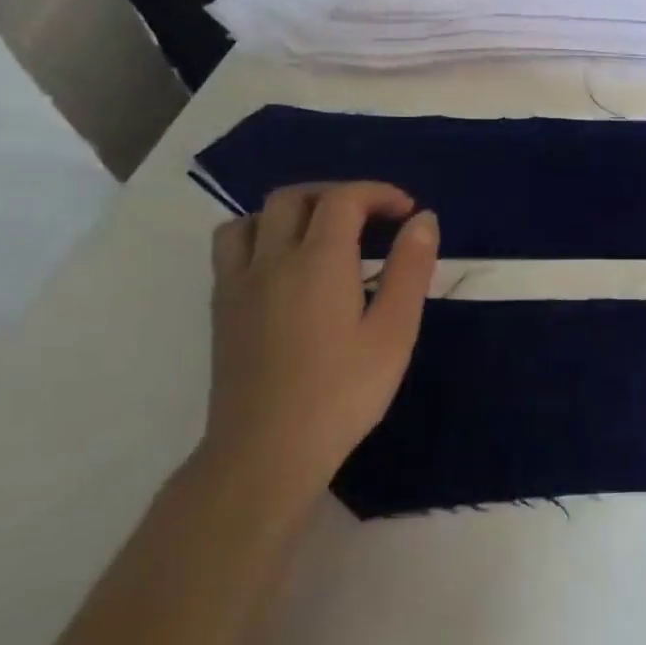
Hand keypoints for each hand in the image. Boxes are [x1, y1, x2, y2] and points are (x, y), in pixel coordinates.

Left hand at [204, 182, 438, 495]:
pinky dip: (261, 235)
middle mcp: (271, 260)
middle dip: (337, 194)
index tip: (408, 211)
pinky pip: (232, 247)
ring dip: (292, 211)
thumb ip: (410, 269)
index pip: (343, 200)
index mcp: (318, 262)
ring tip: (323, 234)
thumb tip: (423, 219)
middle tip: (373, 218)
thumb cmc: (343, 392)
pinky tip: (286, 268)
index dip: (378, 194)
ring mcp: (238, 284)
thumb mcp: (394, 331)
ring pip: (252, 218)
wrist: (267, 450)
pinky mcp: (222, 309)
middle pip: (294, 198)